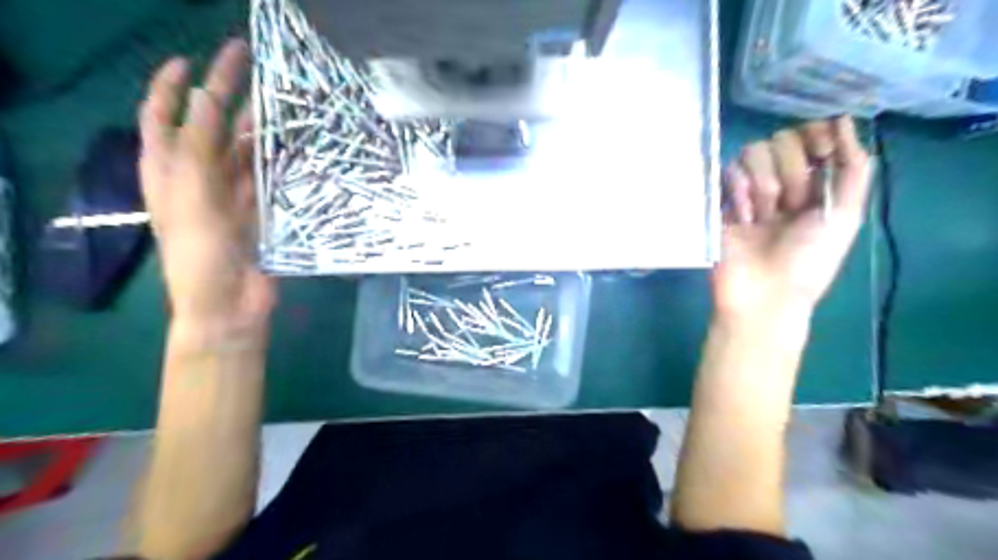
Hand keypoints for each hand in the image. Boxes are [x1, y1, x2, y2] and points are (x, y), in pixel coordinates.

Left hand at [137, 39, 273, 336]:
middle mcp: (198, 177)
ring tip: (282, 100)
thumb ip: (198, 147)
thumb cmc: (200, 253)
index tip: (193, 58)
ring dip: (259, 127)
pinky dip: (279, 160)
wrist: (228, 305)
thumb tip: (208, 96)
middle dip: (226, 95)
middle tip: (253, 66)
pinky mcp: (259, 211)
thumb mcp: (191, 196)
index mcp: (168, 171)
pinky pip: (268, 177)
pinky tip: (296, 146)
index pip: (162, 115)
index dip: (172, 85)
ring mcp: (231, 194)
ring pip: (245, 150)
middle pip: (210, 127)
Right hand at [714, 116, 870, 319]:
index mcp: (816, 183)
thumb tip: (844, 119)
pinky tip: (743, 218)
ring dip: (763, 183)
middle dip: (791, 171)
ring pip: (753, 151)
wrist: (762, 293)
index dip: (815, 135)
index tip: (820, 155)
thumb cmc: (808, 261)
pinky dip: (738, 191)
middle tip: (790, 207)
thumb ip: (853, 168)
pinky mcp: (722, 199)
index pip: (812, 134)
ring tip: (762, 217)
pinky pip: (728, 171)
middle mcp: (782, 180)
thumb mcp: (847, 216)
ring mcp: (749, 189)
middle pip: (782, 139)